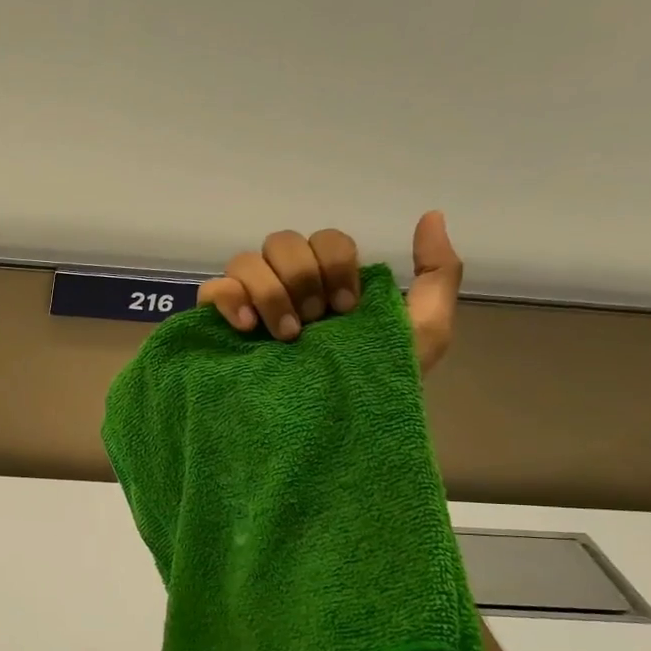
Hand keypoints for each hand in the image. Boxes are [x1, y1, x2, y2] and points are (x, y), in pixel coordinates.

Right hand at [196, 211, 463, 373]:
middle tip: (316, 324)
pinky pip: (212, 290)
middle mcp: (286, 285)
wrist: (333, 434)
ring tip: (286, 337)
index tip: (347, 309)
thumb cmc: (378, 385)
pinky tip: (248, 328)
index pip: (326, 239)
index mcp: (327, 282)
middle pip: (283, 242)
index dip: (336, 265)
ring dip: (271, 293)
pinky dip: (230, 299)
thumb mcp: (425, 331)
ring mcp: (249, 304)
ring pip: (247, 261)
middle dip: (304, 278)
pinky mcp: (218, 325)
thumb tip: (431, 216)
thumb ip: (438, 273)